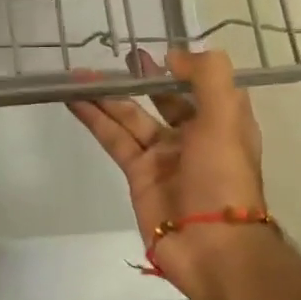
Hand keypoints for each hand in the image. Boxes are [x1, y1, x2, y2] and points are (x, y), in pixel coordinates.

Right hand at [66, 48, 271, 299]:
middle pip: (161, 100)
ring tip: (79, 74)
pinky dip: (94, 119)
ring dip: (107, 96)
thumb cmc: (223, 177)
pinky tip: (74, 99)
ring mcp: (163, 157)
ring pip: (130, 117)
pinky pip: (113, 139)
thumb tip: (174, 55)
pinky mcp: (137, 174)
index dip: (182, 68)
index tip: (158, 52)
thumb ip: (206, 77)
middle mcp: (193, 136)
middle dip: (140, 79)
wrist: (212, 247)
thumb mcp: (226, 118)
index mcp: (222, 123)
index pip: (203, 87)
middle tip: (117, 59)